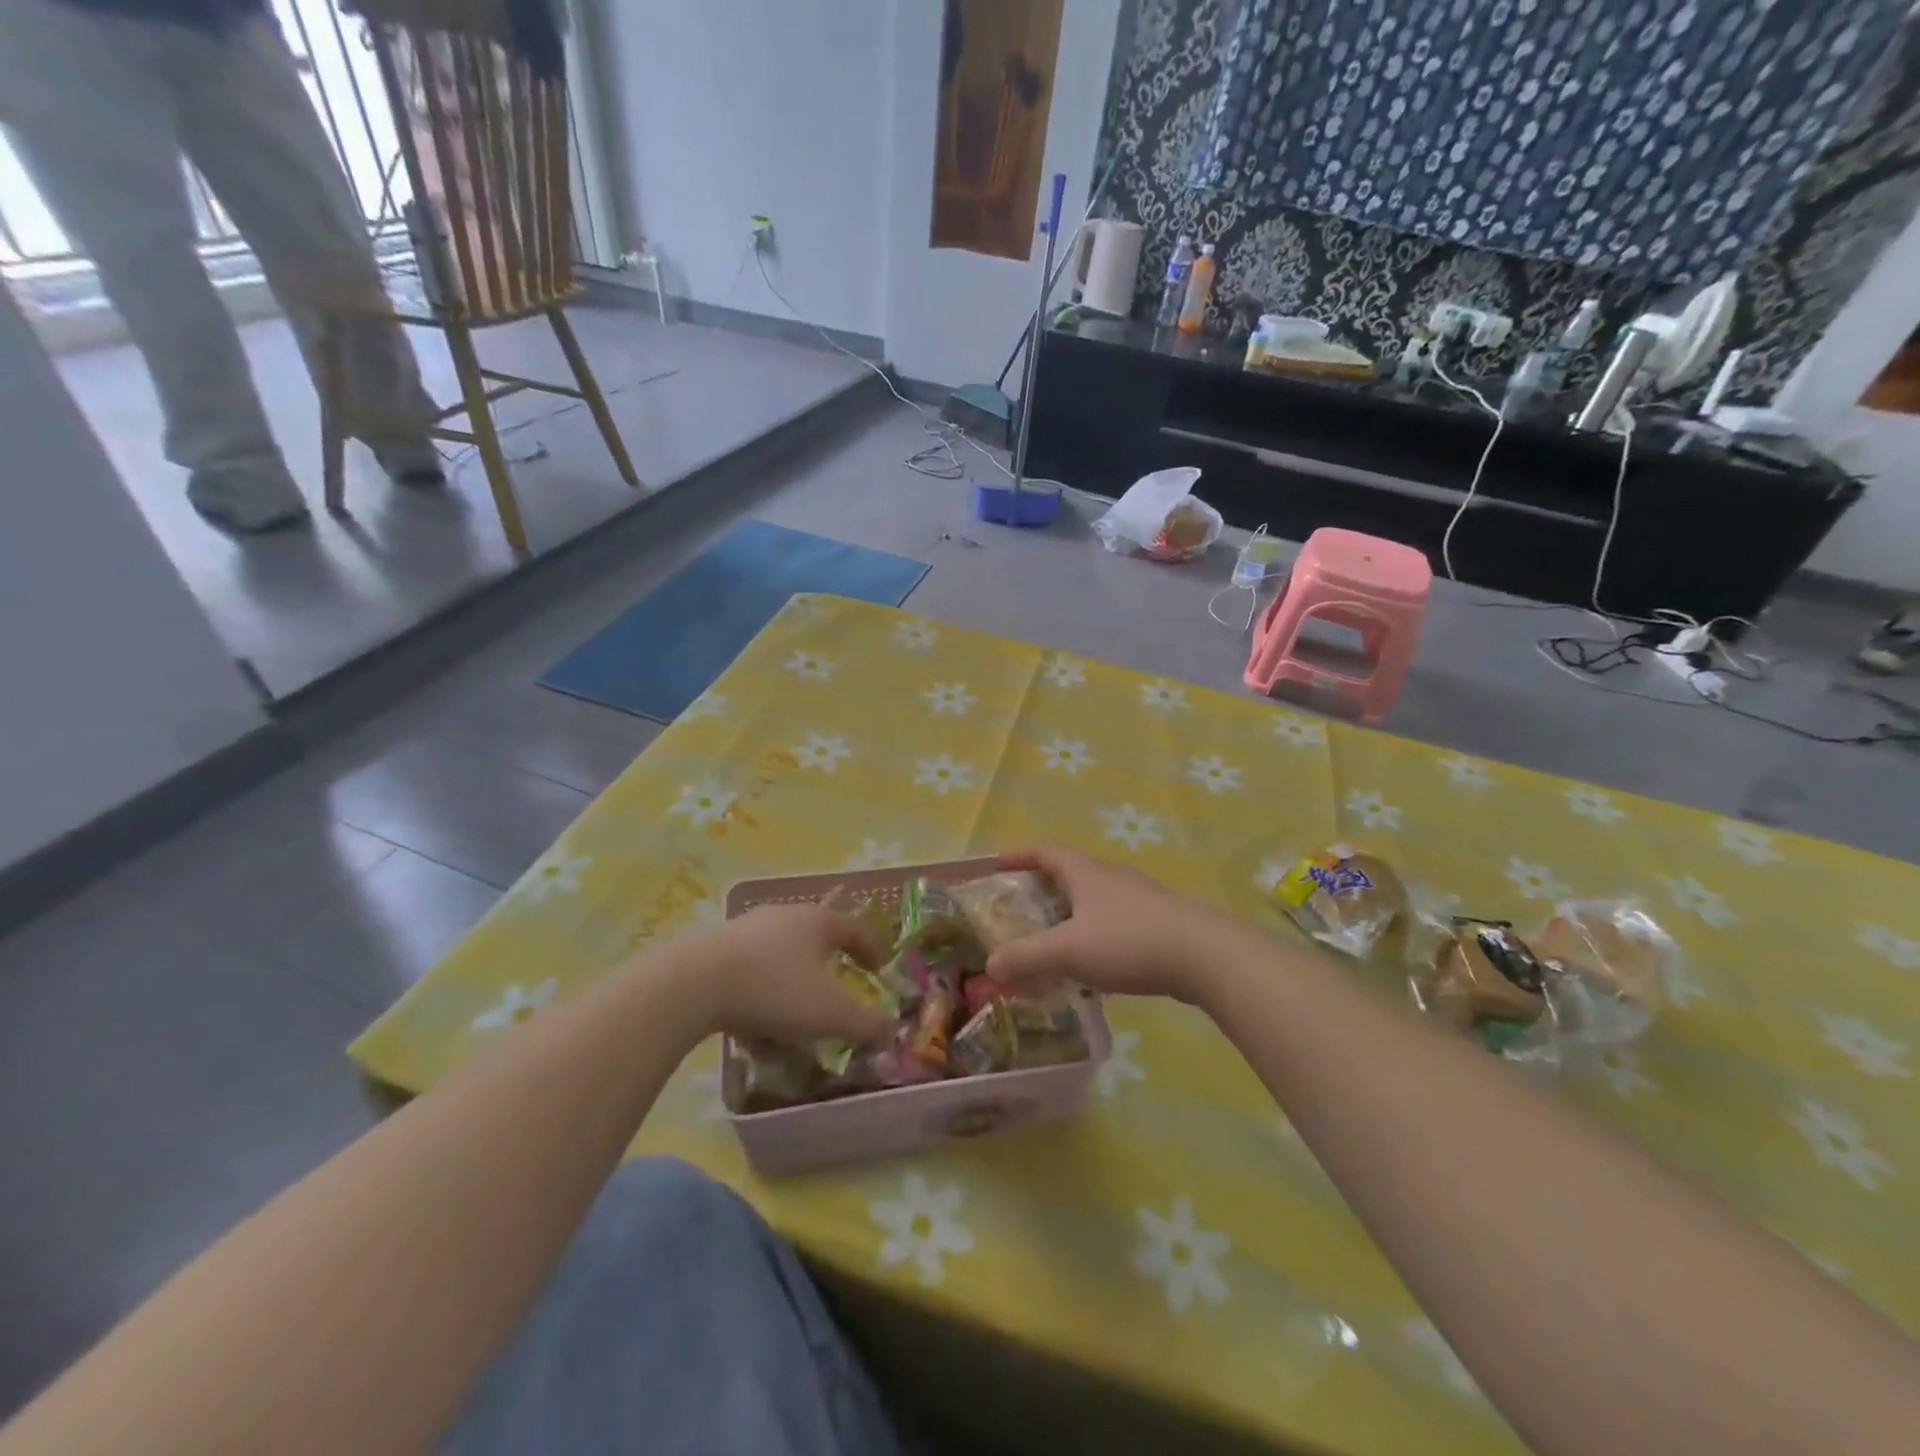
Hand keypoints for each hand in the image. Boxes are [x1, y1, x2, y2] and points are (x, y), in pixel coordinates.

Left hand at [673, 904, 895, 1045]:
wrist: (693, 983)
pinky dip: (761, 995)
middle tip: (837, 992)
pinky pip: (750, 972)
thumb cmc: (775, 989)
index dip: (872, 950)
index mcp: (818, 922)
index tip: (880, 971)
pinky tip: (754, 1028)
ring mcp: (747, 929)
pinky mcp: (715, 949)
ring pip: (781, 956)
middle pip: (816, 938)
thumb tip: (891, 1030)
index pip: (856, 929)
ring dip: (793, 984)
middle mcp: (785, 916)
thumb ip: (865, 1024)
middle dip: (829, 967)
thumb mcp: (829, 1014)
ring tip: (794, 1019)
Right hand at [984, 845, 1240, 1004]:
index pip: (1045, 851)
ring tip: (1053, 941)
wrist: (1204, 955)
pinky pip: (1115, 924)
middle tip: (1020, 908)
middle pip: (1070, 872)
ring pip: (1095, 900)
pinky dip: (1095, 936)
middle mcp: (1111, 878)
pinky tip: (1095, 967)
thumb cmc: (1128, 940)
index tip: (998, 863)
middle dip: (1043, 887)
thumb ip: (1026, 958)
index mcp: (1085, 873)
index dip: (1019, 854)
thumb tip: (991, 965)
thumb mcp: (1068, 950)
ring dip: (1071, 915)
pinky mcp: (1159, 923)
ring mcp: (1139, 899)